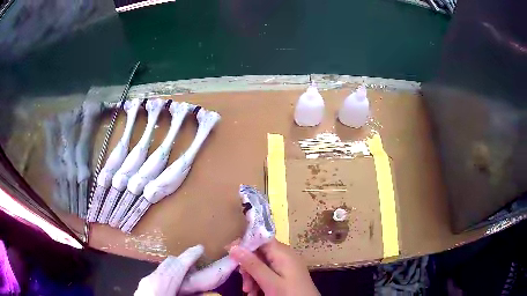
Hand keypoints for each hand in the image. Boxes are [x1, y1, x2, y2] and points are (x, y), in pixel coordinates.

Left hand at [134, 245, 203, 295]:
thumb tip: (213, 293)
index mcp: (161, 284)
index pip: (177, 265)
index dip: (190, 256)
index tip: (201, 247)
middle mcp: (151, 279)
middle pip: (169, 263)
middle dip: (184, 262)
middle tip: (198, 269)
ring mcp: (145, 282)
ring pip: (163, 269)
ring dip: (177, 270)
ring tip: (188, 279)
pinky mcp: (143, 287)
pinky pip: (158, 276)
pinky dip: (169, 277)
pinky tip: (176, 288)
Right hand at [229, 238, 319, 295]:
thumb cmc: (290, 294)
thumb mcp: (269, 282)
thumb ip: (252, 264)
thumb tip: (234, 246)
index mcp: (282, 252)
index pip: (260, 238)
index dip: (244, 243)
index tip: (229, 252)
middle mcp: (284, 256)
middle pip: (258, 254)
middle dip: (248, 268)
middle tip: (244, 283)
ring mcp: (286, 266)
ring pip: (261, 266)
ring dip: (252, 278)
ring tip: (249, 292)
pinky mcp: (286, 275)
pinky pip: (268, 274)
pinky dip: (260, 283)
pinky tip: (256, 293)